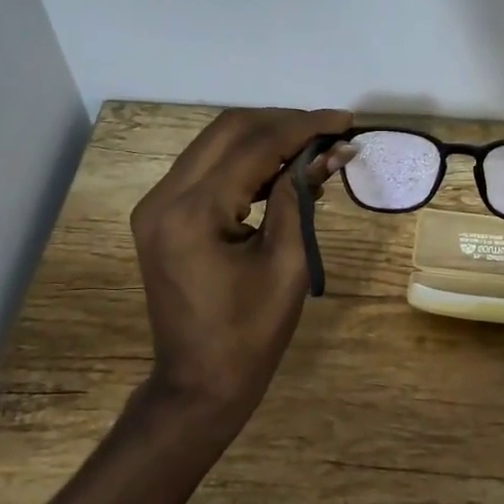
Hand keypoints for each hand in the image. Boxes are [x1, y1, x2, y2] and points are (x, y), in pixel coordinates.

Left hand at [130, 107, 351, 413]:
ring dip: (265, 137)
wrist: (199, 382)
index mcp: (193, 213)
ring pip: (215, 143)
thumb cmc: (251, 333)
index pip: (255, 146)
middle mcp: (164, 197)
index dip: (304, 127)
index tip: (345, 121)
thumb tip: (331, 152)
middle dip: (284, 123)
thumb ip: (301, 197)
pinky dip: (245, 160)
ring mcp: (157, 205)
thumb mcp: (287, 263)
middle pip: (228, 130)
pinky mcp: (161, 215)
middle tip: (330, 130)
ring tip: (314, 145)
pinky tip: (281, 168)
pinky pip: (206, 169)